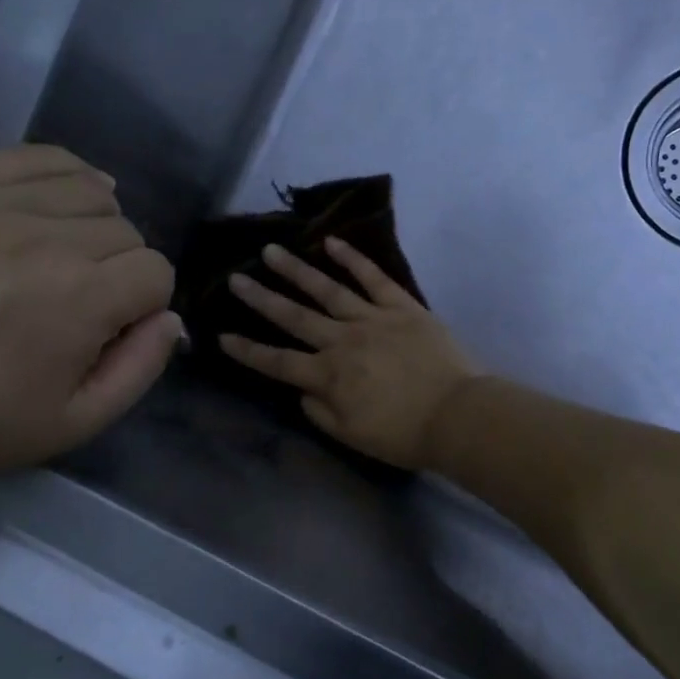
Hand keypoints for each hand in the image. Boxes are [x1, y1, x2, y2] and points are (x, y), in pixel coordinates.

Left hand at [0, 145, 179, 493]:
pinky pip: (34, 156)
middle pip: (126, 230)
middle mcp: (46, 238)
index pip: (156, 271)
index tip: (112, 325)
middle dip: (118, 267)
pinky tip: (56, 200)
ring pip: (90, 188)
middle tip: (79, 299)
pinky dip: (62, 173)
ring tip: (64, 252)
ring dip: (93, 222)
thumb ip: (140, 367)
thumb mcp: (76, 421)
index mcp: (81, 299)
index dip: (144, 303)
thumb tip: (170, 318)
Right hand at [220, 238, 482, 468]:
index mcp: (328, 376)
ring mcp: (372, 318)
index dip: (248, 350)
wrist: (457, 415)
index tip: (222, 336)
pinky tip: (331, 242)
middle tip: (235, 278)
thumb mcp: (352, 436)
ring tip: (271, 251)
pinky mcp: (402, 306)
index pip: (278, 362)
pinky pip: (373, 277)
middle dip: (261, 298)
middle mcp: (342, 341)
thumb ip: (320, 412)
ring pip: (326, 289)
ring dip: (296, 270)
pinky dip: (353, 258)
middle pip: (294, 316)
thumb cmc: (403, 433)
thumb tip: (303, 390)